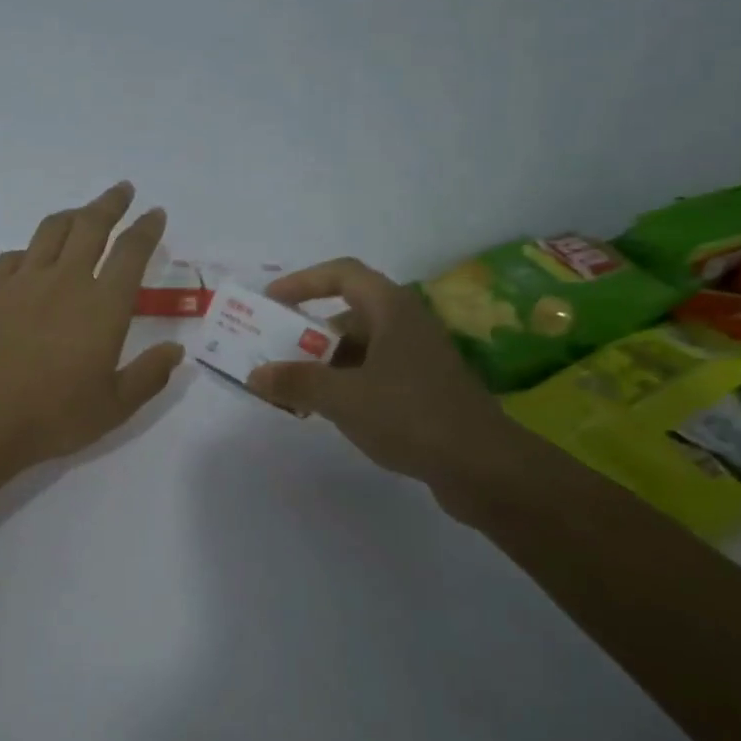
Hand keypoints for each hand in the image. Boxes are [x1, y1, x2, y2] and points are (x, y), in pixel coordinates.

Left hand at [0, 182, 184, 470]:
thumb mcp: (114, 407)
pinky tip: (31, 258)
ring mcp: (23, 280)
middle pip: (92, 225)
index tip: (155, 214)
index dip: (147, 228)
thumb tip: (176, 350)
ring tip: (82, 213)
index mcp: (103, 306)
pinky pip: (13, 255)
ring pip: (51, 230)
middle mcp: (66, 280)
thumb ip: (149, 375)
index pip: (132, 252)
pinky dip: (30, 250)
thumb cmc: (53, 416)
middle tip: (122, 190)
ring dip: (72, 215)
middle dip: (111, 203)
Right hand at [246, 258, 528, 516]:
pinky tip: (326, 411)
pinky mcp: (423, 389)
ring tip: (291, 389)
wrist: (484, 467)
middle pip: (347, 314)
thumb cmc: (410, 415)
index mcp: (391, 309)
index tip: (270, 301)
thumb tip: (256, 375)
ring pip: (359, 348)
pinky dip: (345, 384)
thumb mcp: (342, 397)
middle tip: (273, 353)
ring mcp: (418, 358)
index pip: (342, 274)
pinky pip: (373, 374)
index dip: (303, 281)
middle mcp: (406, 324)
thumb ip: (296, 382)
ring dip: (323, 363)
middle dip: (307, 332)